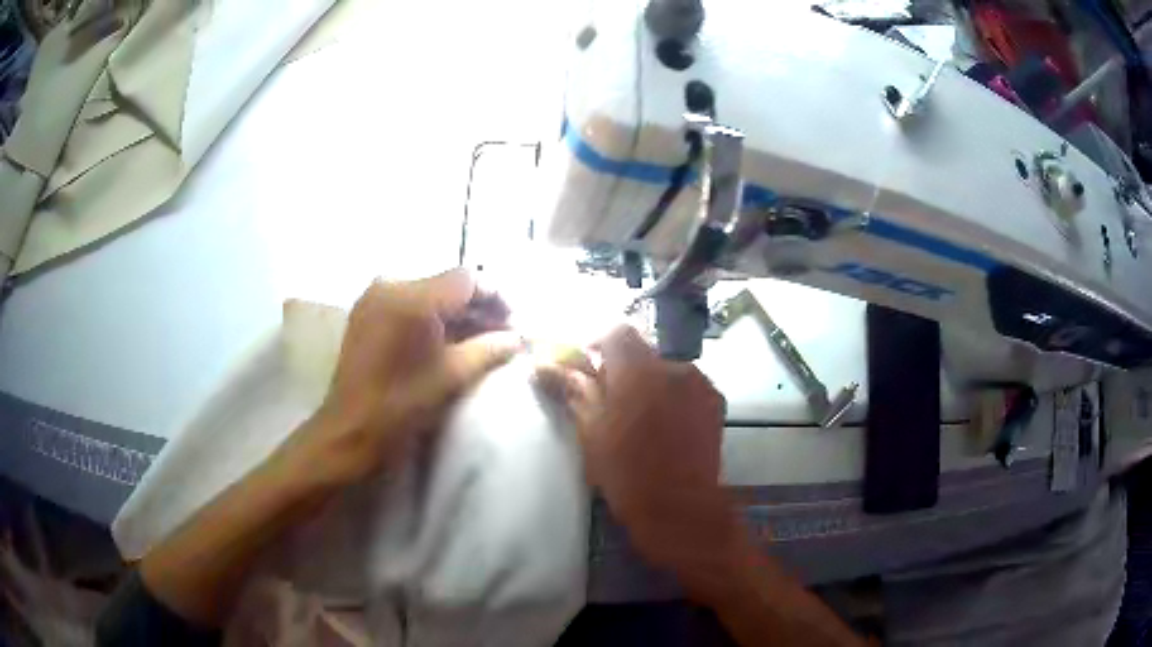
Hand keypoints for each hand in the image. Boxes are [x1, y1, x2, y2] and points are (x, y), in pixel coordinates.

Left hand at [284, 270, 522, 485]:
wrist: (350, 431)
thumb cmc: (402, 407)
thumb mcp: (452, 376)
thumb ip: (489, 349)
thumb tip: (518, 338)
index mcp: (413, 298)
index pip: (468, 278)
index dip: (497, 297)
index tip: (515, 322)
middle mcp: (392, 284)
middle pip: (448, 283)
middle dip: (478, 306)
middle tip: (502, 333)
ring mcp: (375, 296)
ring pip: (429, 292)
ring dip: (456, 312)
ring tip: (479, 339)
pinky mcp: (367, 311)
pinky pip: (409, 302)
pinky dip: (432, 316)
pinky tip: (448, 339)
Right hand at [537, 326, 745, 596]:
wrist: (681, 510)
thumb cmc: (628, 474)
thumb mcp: (591, 433)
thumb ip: (572, 390)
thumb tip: (542, 364)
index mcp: (639, 371)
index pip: (616, 332)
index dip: (598, 344)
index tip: (586, 370)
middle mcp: (674, 367)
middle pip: (642, 353)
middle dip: (623, 370)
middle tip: (609, 404)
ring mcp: (700, 384)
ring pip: (665, 371)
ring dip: (649, 385)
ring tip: (641, 422)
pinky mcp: (715, 403)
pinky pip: (686, 387)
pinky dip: (672, 397)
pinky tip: (666, 429)